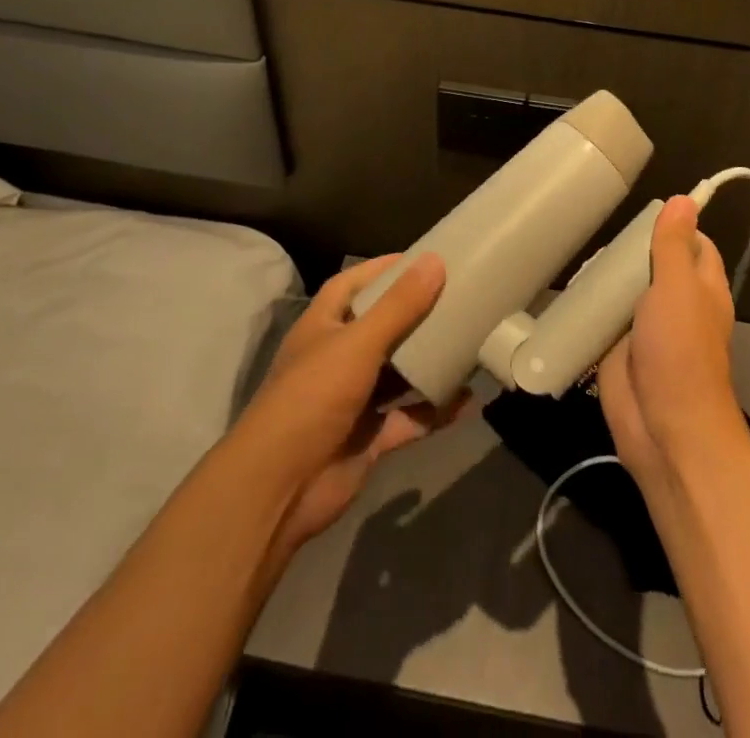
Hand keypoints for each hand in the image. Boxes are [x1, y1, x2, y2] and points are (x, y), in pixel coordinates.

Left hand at [233, 253, 466, 552]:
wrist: (280, 490)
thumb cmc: (312, 398)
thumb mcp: (358, 343)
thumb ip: (399, 306)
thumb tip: (435, 260)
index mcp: (324, 326)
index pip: (353, 284)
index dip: (384, 269)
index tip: (424, 259)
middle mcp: (337, 357)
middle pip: (381, 326)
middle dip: (416, 314)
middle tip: (458, 297)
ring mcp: (354, 399)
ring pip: (399, 372)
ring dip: (429, 360)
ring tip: (469, 340)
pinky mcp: (369, 436)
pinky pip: (410, 416)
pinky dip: (435, 409)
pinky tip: (467, 399)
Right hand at [597, 197, 744, 489]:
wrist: (663, 429)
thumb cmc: (679, 351)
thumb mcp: (678, 288)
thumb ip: (675, 245)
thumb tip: (684, 200)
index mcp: (702, 288)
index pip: (694, 244)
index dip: (674, 227)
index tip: (643, 213)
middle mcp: (677, 304)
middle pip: (653, 264)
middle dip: (629, 251)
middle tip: (600, 237)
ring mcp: (646, 329)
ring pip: (626, 291)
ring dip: (606, 279)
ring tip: (580, 259)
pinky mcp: (618, 350)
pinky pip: (603, 319)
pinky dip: (590, 308)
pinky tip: (569, 292)